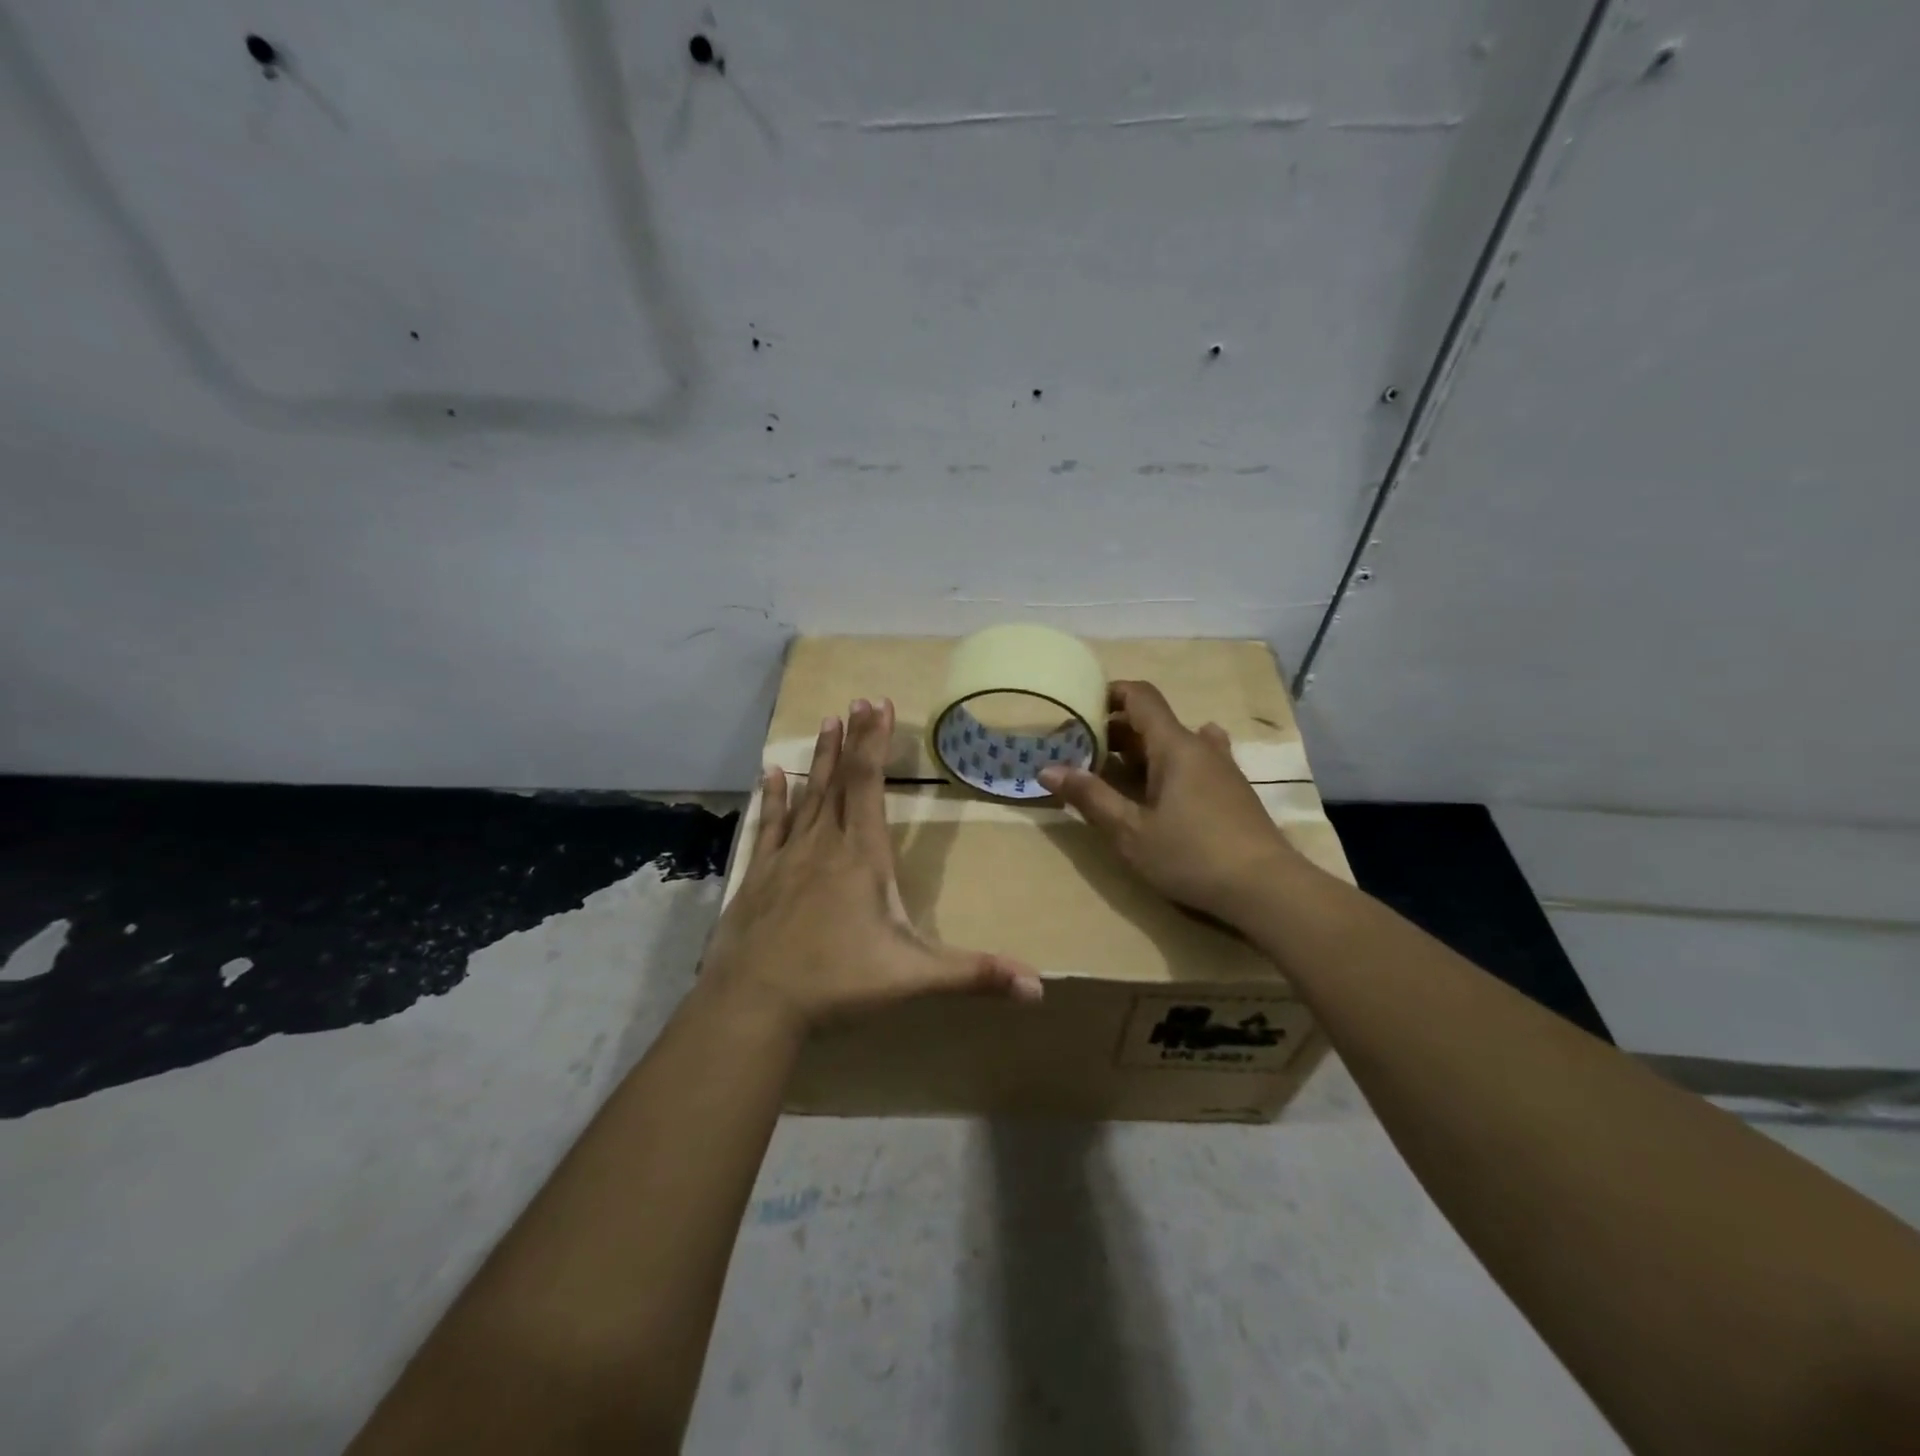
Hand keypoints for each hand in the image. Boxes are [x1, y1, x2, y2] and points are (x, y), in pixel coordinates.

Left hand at [703, 698, 1043, 1031]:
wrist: (753, 1007)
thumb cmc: (837, 984)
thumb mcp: (913, 978)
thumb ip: (974, 974)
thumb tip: (1040, 987)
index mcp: (861, 857)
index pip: (869, 784)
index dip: (874, 742)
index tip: (878, 703)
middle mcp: (823, 846)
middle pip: (840, 780)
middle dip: (853, 739)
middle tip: (857, 700)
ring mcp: (786, 859)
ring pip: (807, 796)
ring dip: (819, 759)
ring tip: (825, 721)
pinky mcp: (758, 878)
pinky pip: (770, 826)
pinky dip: (773, 798)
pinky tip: (769, 773)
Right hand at [1038, 680, 1300, 922]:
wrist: (1267, 889)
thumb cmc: (1191, 855)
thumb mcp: (1130, 832)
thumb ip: (1090, 797)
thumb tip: (1048, 769)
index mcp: (1174, 745)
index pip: (1140, 696)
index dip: (1109, 693)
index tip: (1079, 706)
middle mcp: (1200, 746)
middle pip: (1154, 721)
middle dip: (1115, 729)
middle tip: (1082, 750)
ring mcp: (1222, 768)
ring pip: (1175, 742)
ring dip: (1143, 749)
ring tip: (1115, 769)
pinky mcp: (1233, 791)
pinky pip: (1195, 761)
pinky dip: (1171, 763)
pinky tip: (1166, 781)